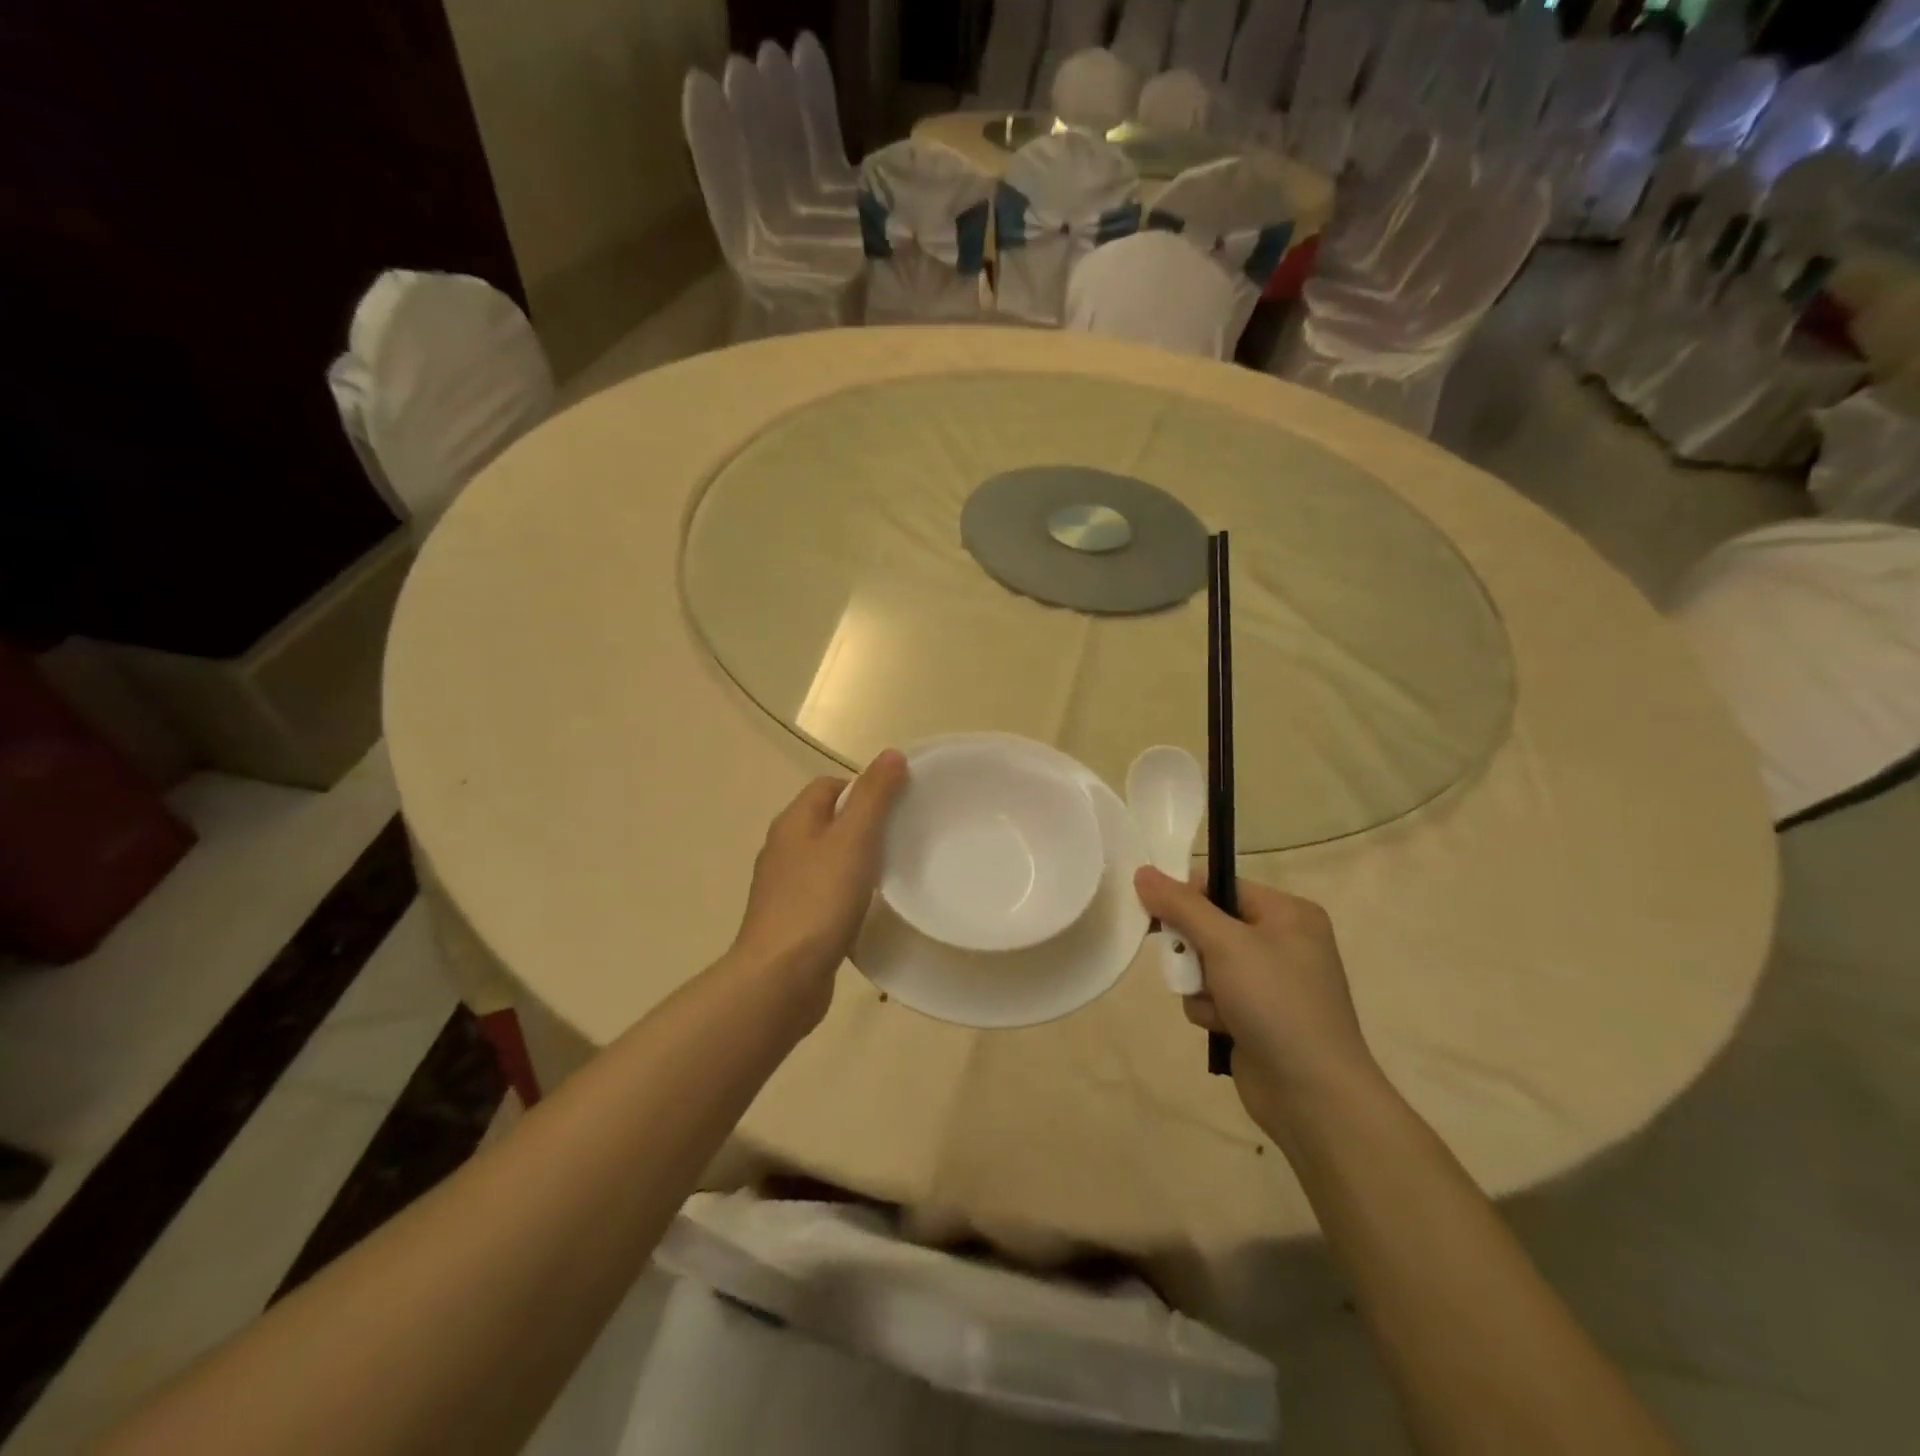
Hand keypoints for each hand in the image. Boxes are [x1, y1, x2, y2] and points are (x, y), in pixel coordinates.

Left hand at [729, 751, 907, 1028]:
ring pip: (827, 858)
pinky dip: (847, 891)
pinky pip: (824, 891)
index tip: (897, 806)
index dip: (863, 788)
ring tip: (891, 872)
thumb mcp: (853, 839)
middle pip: (828, 821)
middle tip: (901, 838)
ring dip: (856, 860)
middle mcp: (784, 848)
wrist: (781, 977)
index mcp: (794, 822)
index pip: (829, 785)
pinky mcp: (792, 920)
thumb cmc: (819, 900)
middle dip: (864, 824)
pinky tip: (867, 908)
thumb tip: (891, 754)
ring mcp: (785, 887)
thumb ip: (874, 796)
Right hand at [1134, 867, 1377, 1133]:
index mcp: (1288, 913)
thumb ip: (1181, 905)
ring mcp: (1271, 981)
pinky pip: (1214, 996)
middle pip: (1210, 925)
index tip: (1158, 915)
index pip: (1222, 886)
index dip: (1187, 898)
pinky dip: (1210, 1009)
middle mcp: (1283, 941)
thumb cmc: (1275, 1002)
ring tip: (1216, 1006)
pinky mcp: (1258, 1015)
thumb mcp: (1225, 944)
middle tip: (1186, 965)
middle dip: (1192, 949)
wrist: (1313, 1094)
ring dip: (1198, 984)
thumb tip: (1142, 872)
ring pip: (1206, 964)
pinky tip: (1224, 1028)